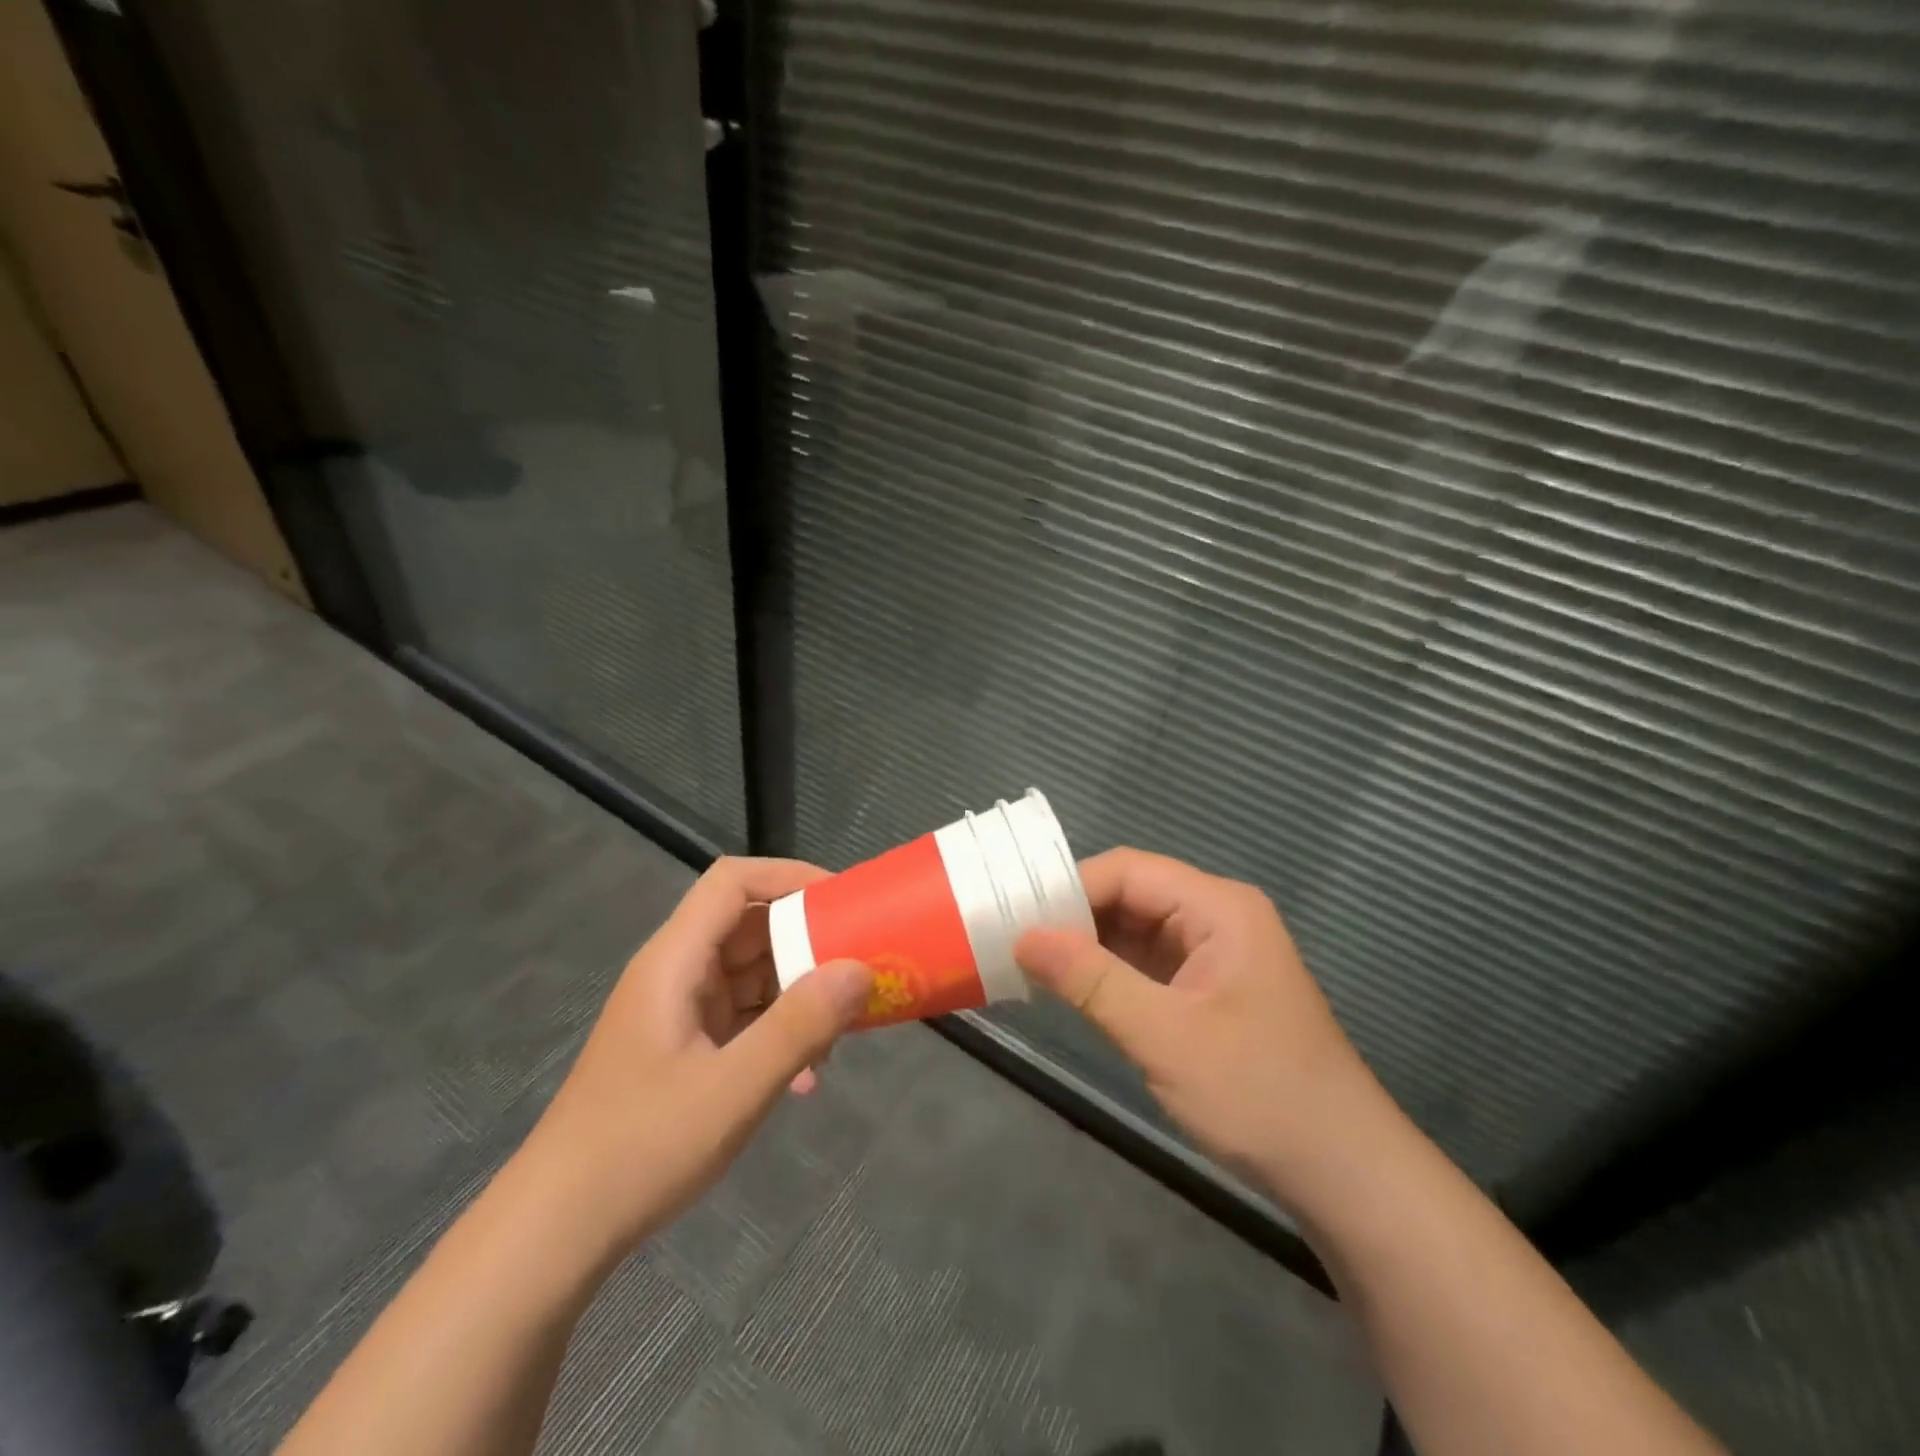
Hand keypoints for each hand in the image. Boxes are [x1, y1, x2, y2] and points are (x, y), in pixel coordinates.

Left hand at [516, 857, 872, 1261]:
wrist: (557, 1231)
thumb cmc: (642, 1147)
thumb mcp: (735, 1088)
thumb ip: (800, 1025)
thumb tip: (860, 969)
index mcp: (676, 961)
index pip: (733, 881)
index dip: (790, 876)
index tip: (844, 902)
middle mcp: (677, 973)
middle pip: (749, 926)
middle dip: (807, 942)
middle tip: (860, 968)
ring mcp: (679, 1012)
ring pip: (751, 974)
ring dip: (798, 993)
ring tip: (842, 1030)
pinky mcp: (684, 1048)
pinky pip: (744, 1018)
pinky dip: (779, 1032)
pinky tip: (806, 1078)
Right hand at [1014, 848, 1382, 1203]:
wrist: (1343, 1175)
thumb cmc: (1259, 1094)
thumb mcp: (1165, 1036)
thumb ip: (1091, 980)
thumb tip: (1023, 937)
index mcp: (1218, 908)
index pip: (1128, 872)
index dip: (1070, 888)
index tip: (1015, 917)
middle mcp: (1215, 918)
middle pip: (1130, 896)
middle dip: (1073, 917)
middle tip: (1011, 941)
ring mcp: (1212, 955)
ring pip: (1134, 931)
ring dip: (1086, 947)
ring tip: (1026, 963)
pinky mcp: (1205, 991)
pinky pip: (1145, 965)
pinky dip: (1107, 974)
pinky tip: (1068, 988)